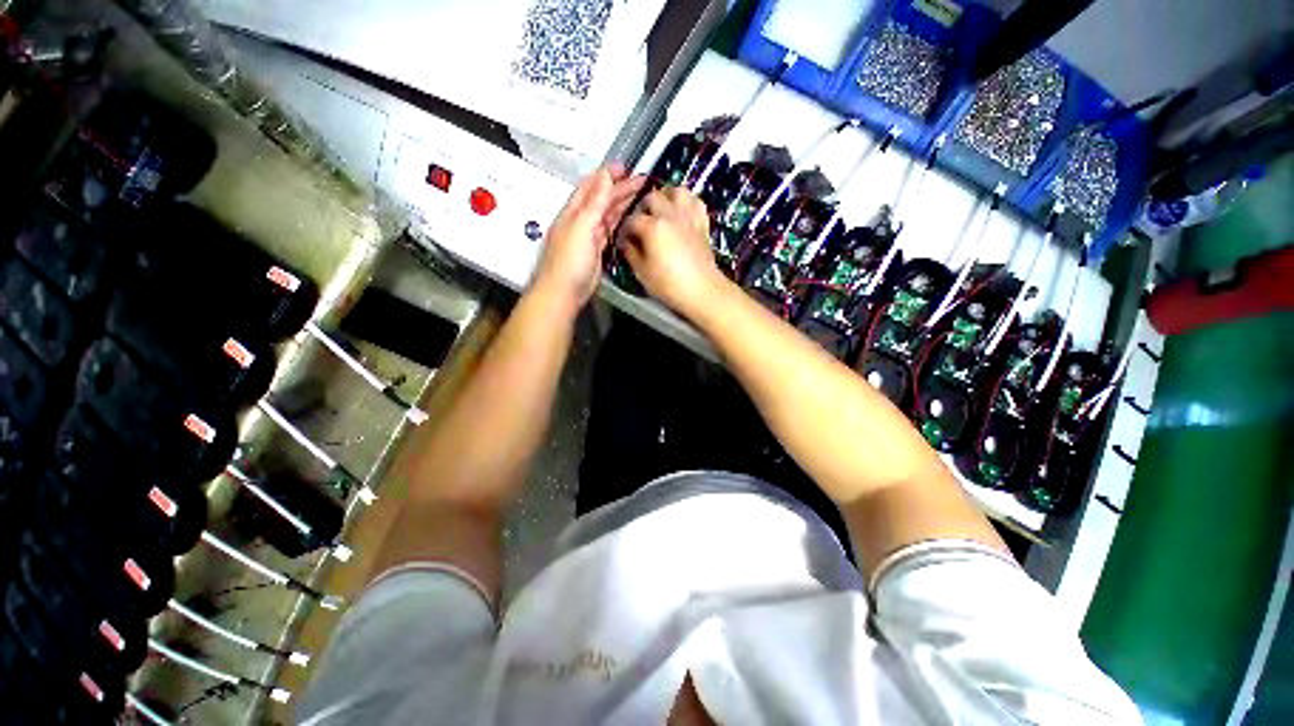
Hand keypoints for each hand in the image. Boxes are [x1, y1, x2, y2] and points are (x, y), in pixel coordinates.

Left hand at [530, 165, 644, 315]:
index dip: (606, 175)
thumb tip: (605, 177)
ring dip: (621, 203)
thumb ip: (595, 202)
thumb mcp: (582, 227)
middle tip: (639, 180)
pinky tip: (627, 218)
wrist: (564, 291)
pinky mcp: (596, 251)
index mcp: (573, 212)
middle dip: (619, 188)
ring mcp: (589, 236)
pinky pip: (609, 230)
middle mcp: (580, 221)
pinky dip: (619, 222)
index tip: (624, 167)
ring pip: (607, 214)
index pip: (591, 187)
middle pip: (601, 199)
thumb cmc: (569, 260)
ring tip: (638, 195)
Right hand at [617, 186, 727, 317]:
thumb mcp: (642, 272)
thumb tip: (626, 243)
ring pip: (676, 191)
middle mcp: (671, 215)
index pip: (631, 220)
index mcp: (653, 227)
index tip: (623, 240)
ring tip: (662, 209)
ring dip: (666, 196)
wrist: (702, 290)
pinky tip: (682, 213)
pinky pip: (695, 201)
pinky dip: (687, 203)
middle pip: (652, 197)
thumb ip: (631, 253)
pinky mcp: (702, 222)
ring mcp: (689, 216)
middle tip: (640, 223)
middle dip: (642, 209)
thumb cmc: (669, 284)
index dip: (624, 230)